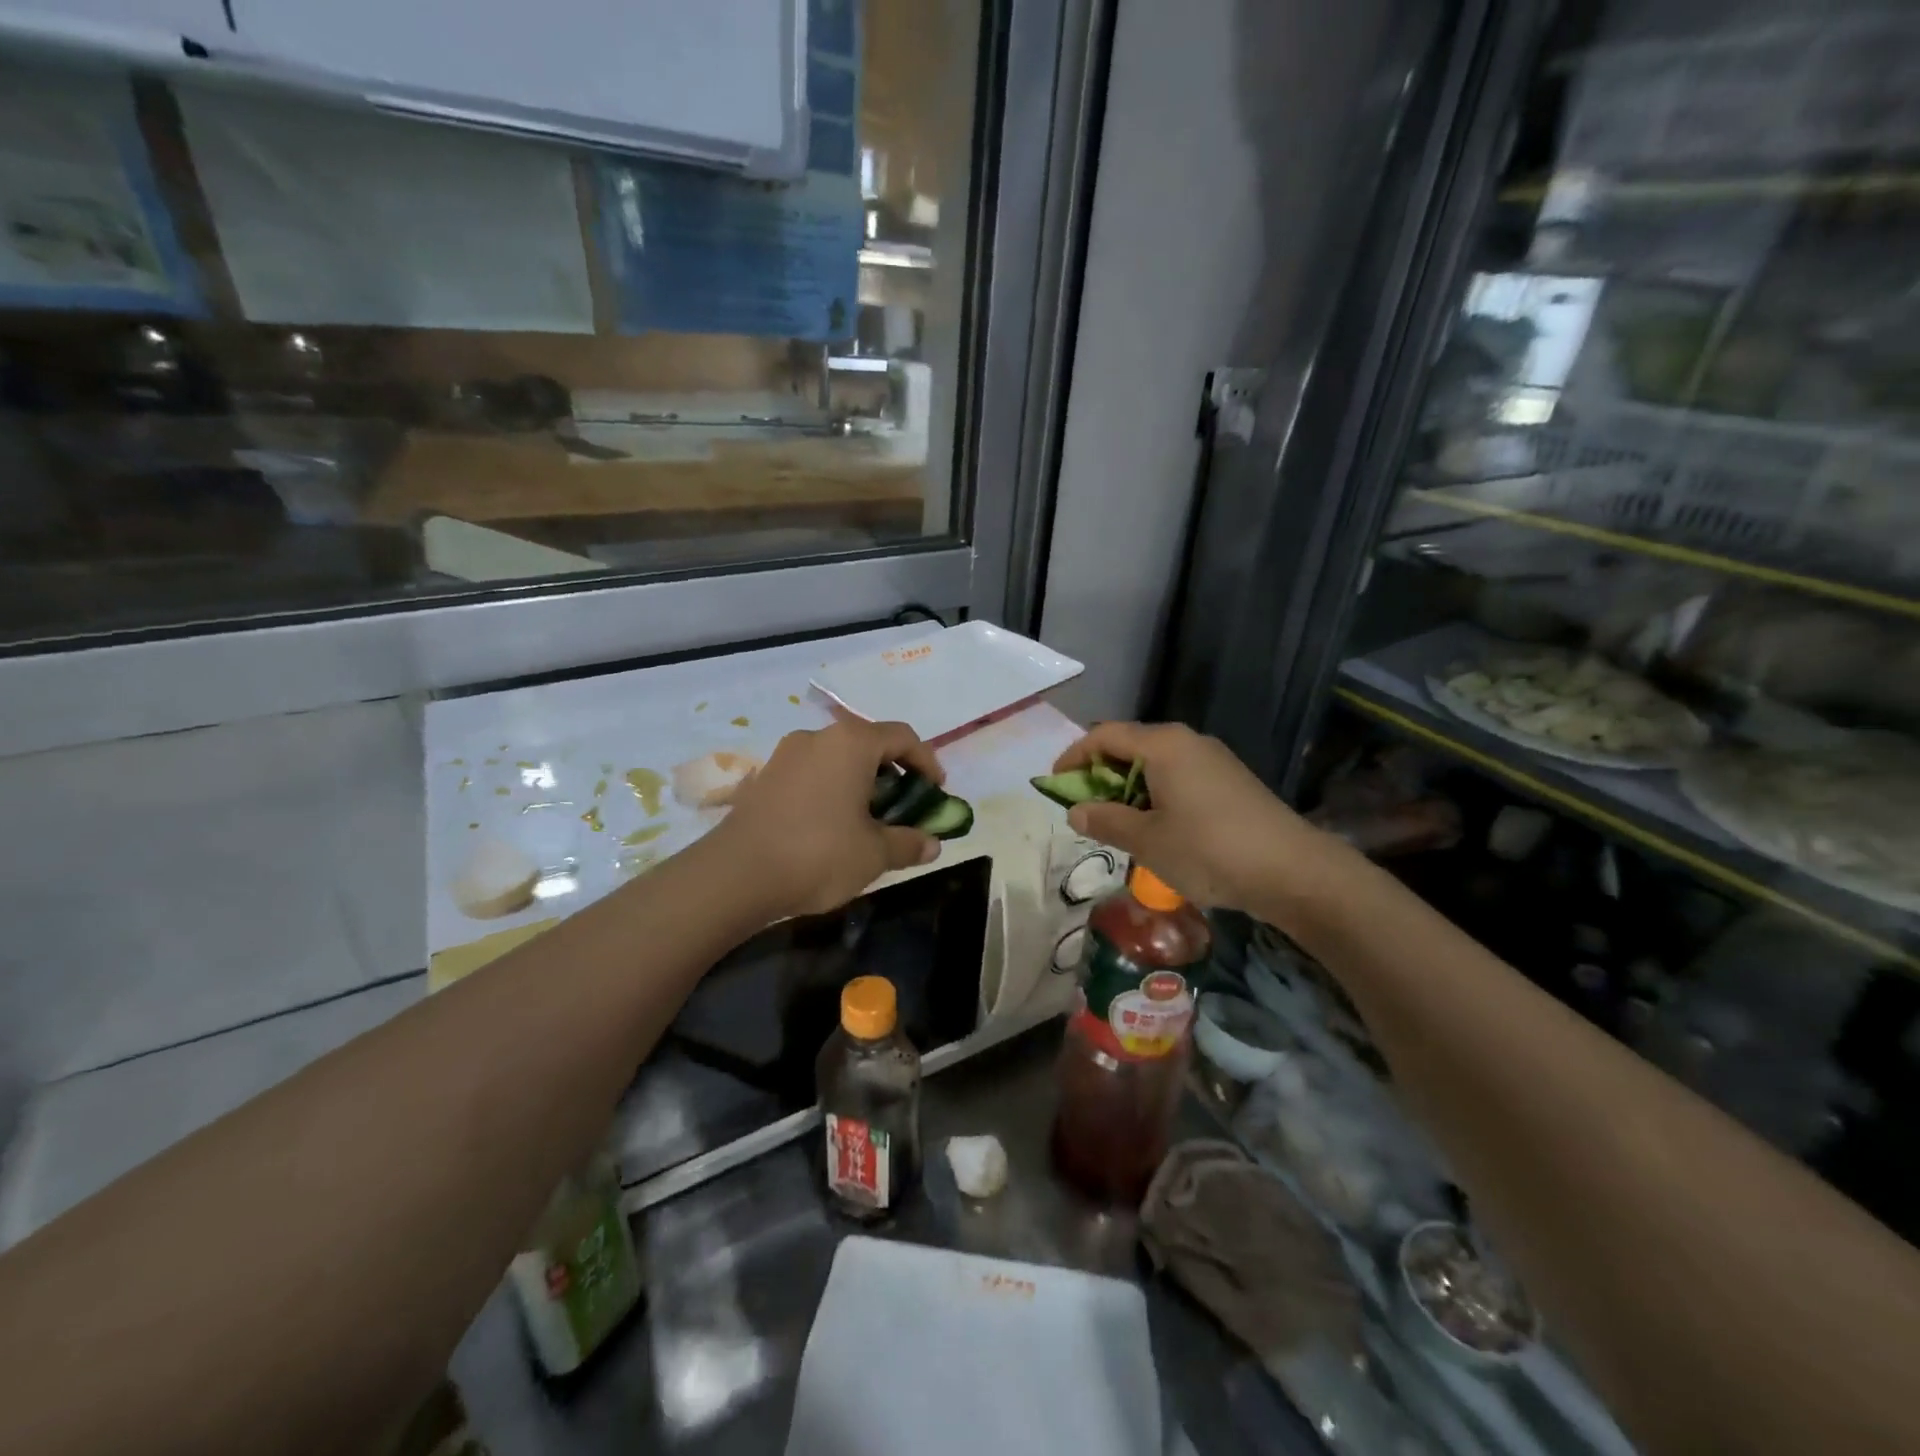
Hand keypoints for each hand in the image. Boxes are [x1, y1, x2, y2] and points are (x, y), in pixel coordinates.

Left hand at [713, 718, 944, 918]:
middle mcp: (818, 737)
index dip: (927, 762)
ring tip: (868, 820)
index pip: (903, 737)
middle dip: (894, 774)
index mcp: (851, 743)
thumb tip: (932, 844)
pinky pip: (811, 774)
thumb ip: (908, 843)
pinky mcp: (763, 777)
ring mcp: (785, 755)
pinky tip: (830, 826)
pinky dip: (831, 790)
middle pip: (869, 745)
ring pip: (837, 759)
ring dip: (860, 783)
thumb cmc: (817, 854)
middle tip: (904, 808)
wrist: (734, 875)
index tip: (936, 792)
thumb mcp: (874, 854)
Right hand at [1052, 721, 1330, 911]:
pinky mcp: (1231, 781)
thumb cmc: (1208, 850)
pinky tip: (1158, 828)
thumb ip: (1105, 820)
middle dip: (1101, 775)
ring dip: (1129, 789)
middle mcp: (1188, 742)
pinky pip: (1179, 777)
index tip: (1054, 785)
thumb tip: (1075, 811)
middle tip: (1085, 809)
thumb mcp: (1146, 840)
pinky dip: (1156, 795)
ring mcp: (1213, 760)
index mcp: (1163, 745)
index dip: (1074, 756)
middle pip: (1130, 746)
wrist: (1293, 871)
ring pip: (1156, 764)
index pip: (1104, 735)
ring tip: (1118, 824)